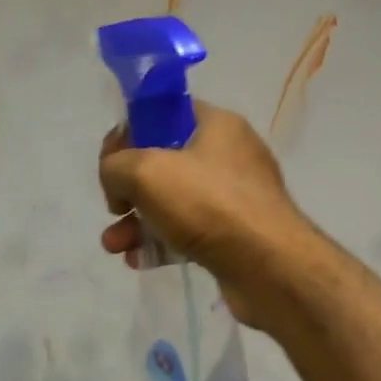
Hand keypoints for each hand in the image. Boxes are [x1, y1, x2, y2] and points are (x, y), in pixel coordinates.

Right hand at [98, 102, 316, 329]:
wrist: (268, 266)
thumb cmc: (207, 204)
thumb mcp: (145, 171)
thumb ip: (116, 165)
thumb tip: (116, 181)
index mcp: (216, 125)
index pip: (163, 114)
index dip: (130, 133)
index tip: (111, 163)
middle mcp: (228, 156)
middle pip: (164, 162)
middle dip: (129, 188)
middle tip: (114, 208)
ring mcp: (234, 198)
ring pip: (172, 202)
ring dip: (137, 222)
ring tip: (114, 246)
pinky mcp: (234, 236)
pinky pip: (188, 232)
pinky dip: (161, 243)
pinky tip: (140, 261)